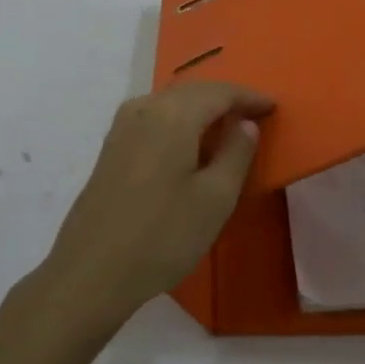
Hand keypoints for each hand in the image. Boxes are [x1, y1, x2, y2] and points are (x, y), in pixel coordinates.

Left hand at [38, 80, 273, 326]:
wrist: (91, 272)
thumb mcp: (215, 199)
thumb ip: (236, 153)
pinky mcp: (111, 147)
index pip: (219, 92)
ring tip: (226, 127)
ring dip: (200, 108)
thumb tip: (245, 124)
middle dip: (225, 99)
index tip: (273, 106)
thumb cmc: (162, 236)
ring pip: (170, 102)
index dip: (248, 96)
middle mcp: (145, 108)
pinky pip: (154, 117)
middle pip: (193, 91)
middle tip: (254, 115)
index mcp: (173, 114)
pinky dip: (178, 121)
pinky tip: (188, 144)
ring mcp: (122, 126)